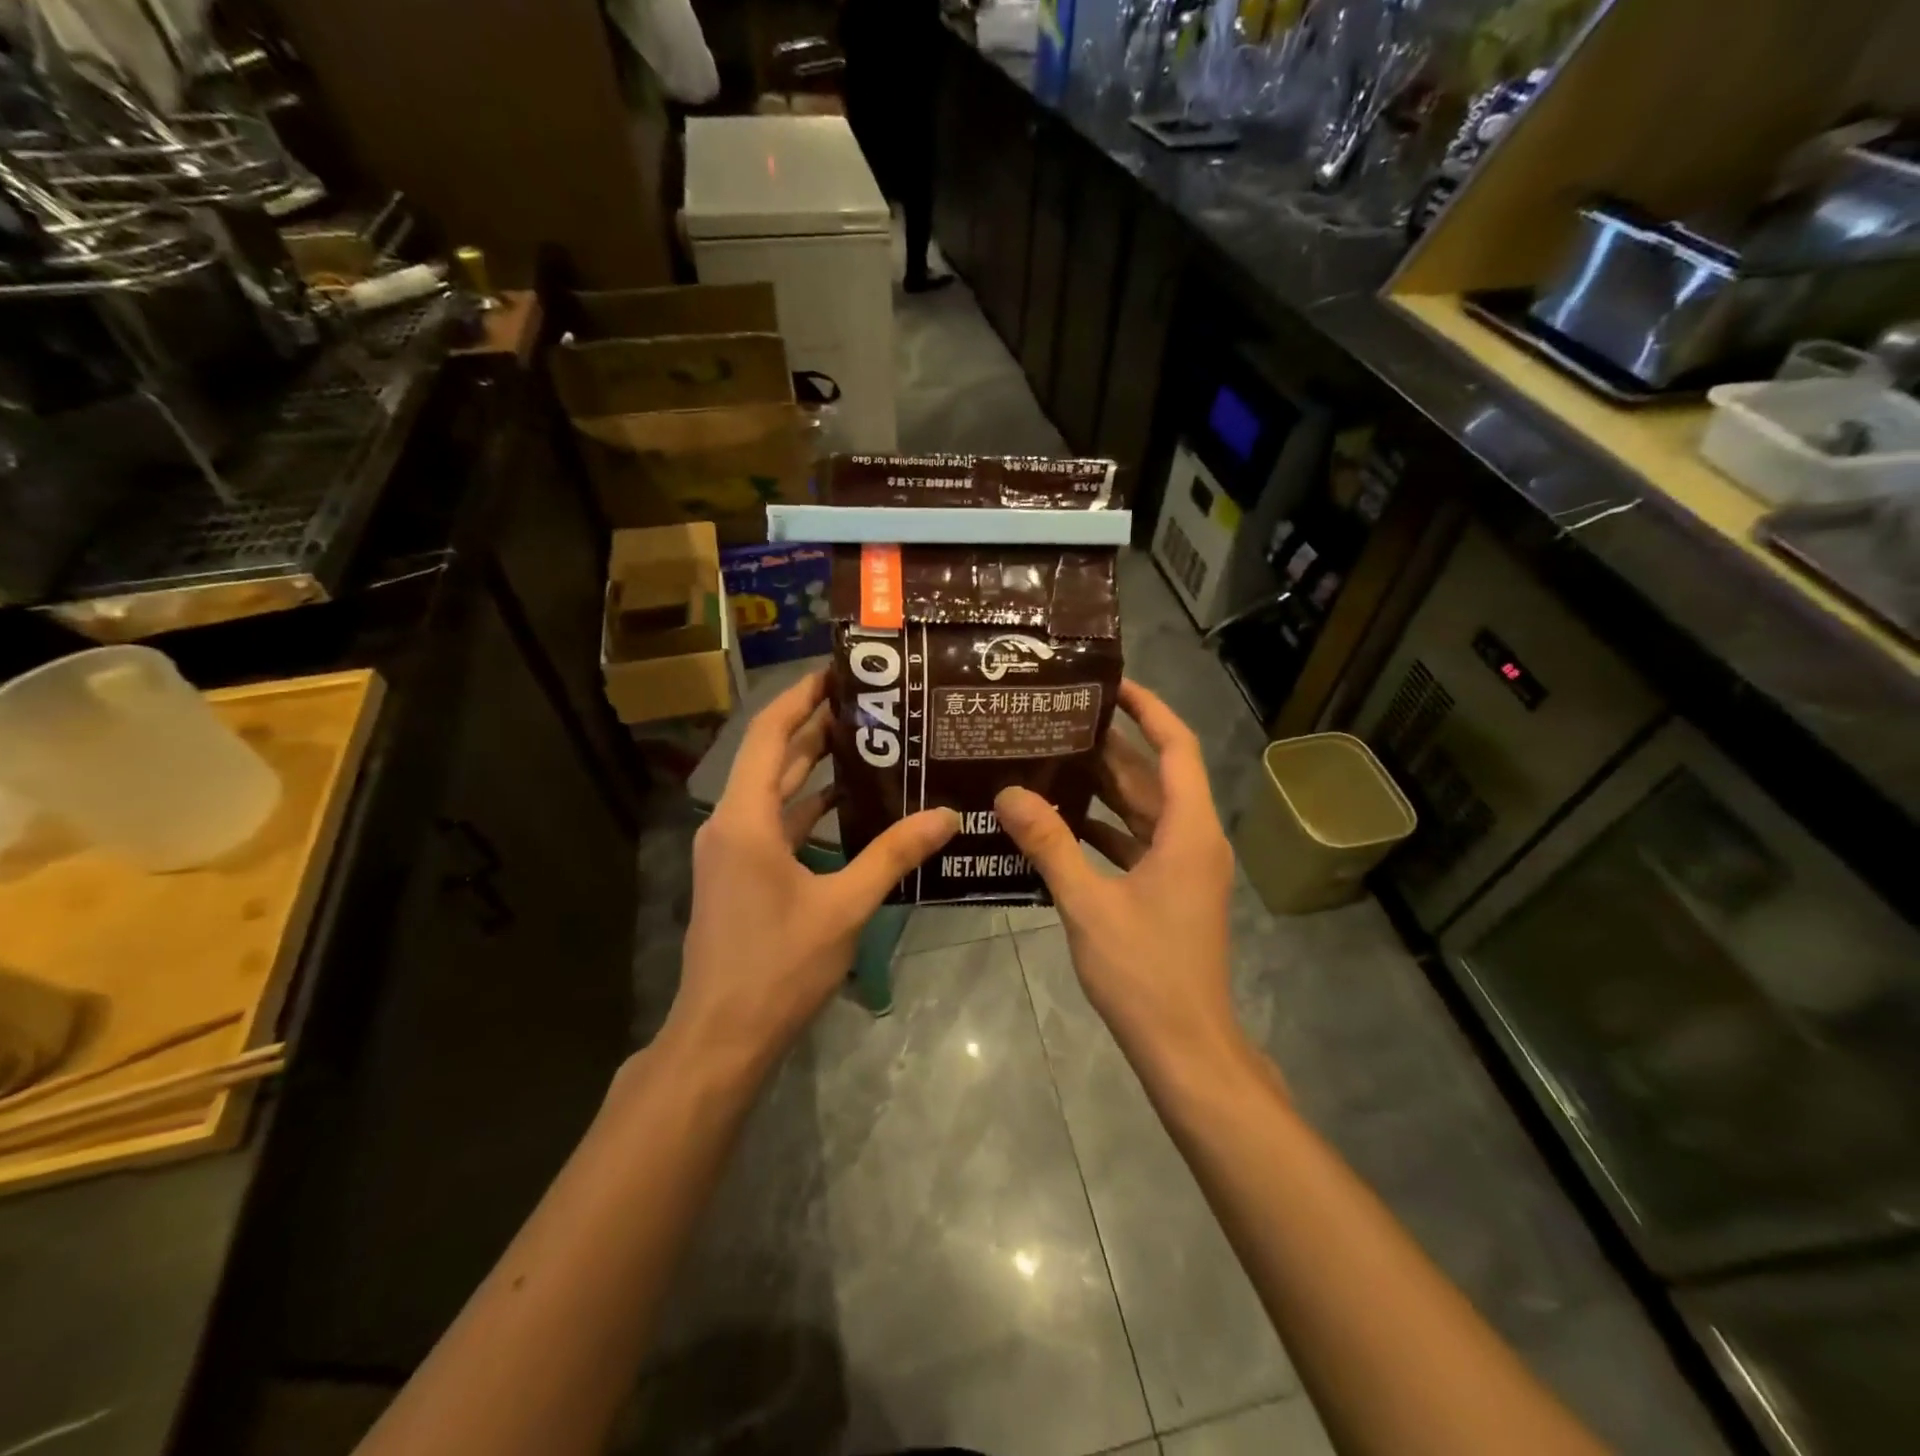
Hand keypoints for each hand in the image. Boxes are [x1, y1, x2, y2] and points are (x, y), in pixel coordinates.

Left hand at [665, 671, 958, 1068]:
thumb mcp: (844, 907)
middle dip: (815, 727)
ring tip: (866, 743)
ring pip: (774, 793)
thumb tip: (946, 816)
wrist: (722, 1036)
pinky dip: (808, 810)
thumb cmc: (778, 966)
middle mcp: (731, 824)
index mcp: (746, 818)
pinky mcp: (741, 876)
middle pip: (772, 758)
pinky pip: (776, 825)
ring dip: (812, 768)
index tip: (837, 672)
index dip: (800, 698)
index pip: (769, 734)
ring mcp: (733, 852)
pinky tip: (848, 806)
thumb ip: (894, 855)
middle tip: (868, 704)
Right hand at [996, 680, 1239, 1064]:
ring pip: (1141, 810)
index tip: (1109, 683)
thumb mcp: (1088, 904)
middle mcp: (1192, 839)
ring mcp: (1182, 867)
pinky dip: (1103, 829)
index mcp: (1188, 830)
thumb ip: (1049, 845)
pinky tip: (1058, 823)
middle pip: (1152, 776)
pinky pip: (1135, 843)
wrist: (1185, 1046)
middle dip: (1109, 746)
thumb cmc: (1145, 971)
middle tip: (1056, 719)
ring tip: (1049, 759)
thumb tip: (1007, 794)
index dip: (1148, 708)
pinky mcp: (1168, 891)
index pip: (1176, 747)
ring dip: (1102, 787)